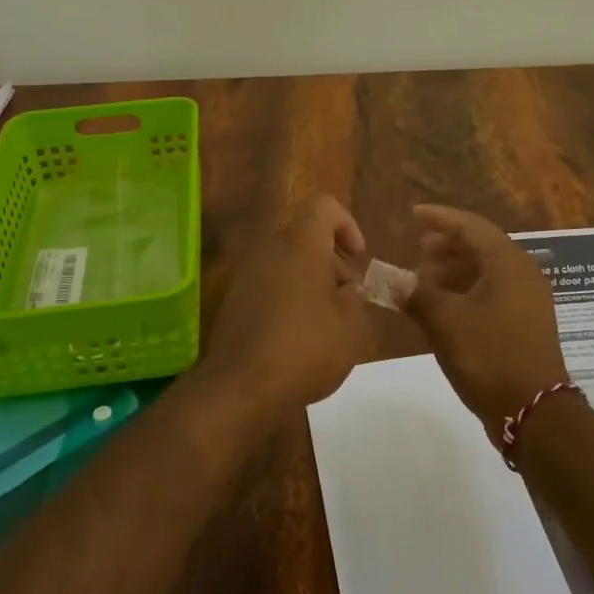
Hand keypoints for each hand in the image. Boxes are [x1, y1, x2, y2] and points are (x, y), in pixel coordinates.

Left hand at [197, 193, 375, 423]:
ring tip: (328, 323)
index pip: (324, 205)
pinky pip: (270, 285)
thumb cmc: (305, 348)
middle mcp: (269, 248)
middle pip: (305, 235)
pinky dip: (289, 299)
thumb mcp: (352, 325)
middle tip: (347, 298)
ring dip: (311, 282)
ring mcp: (247, 274)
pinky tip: (300, 338)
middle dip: (331, 261)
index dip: (347, 224)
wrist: (241, 387)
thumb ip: (356, 297)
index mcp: (299, 243)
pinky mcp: (235, 301)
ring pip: (287, 262)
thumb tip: (345, 289)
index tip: (358, 258)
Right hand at [404, 204, 569, 436]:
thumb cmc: (489, 355)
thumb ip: (417, 294)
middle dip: (446, 247)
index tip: (413, 215)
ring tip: (422, 282)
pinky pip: (490, 295)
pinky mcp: (523, 326)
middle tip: (417, 250)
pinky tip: (440, 309)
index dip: (440, 218)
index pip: (472, 226)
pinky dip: (463, 294)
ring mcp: (526, 302)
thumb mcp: (445, 321)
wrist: (534, 412)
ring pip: (484, 273)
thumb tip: (395, 282)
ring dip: (452, 272)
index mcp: (509, 264)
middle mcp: (522, 276)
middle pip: (480, 247)